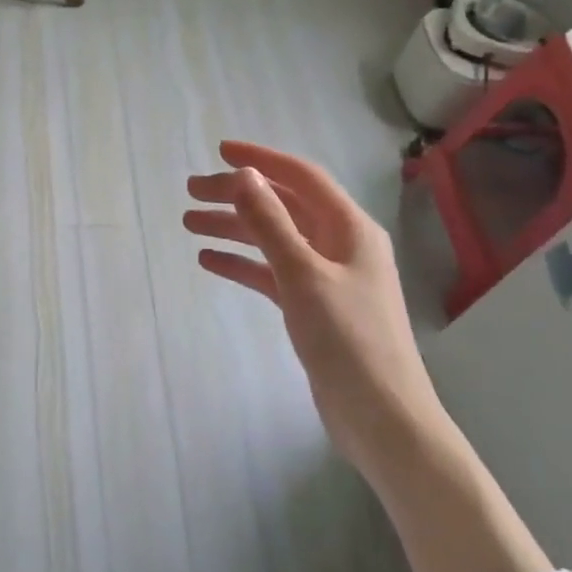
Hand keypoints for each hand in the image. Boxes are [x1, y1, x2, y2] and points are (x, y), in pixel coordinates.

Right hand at [184, 141, 441, 477]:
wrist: (382, 419)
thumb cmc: (348, 340)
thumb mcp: (303, 275)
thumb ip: (271, 223)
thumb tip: (245, 175)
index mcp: (349, 228)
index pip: (301, 177)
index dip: (261, 160)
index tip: (220, 152)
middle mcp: (340, 244)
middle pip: (283, 206)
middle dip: (238, 196)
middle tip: (191, 193)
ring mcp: (327, 277)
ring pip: (274, 239)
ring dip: (234, 229)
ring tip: (189, 224)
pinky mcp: (314, 307)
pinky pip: (272, 273)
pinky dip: (243, 264)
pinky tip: (209, 262)